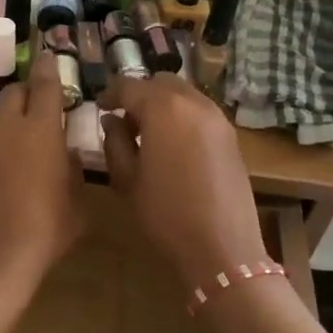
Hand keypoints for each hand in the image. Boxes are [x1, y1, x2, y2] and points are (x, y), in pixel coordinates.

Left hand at [0, 53, 85, 295]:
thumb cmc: (44, 231)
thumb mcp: (77, 204)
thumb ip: (73, 171)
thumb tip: (65, 156)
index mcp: (42, 129)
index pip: (46, 85)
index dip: (49, 68)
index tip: (49, 56)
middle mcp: (7, 129)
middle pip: (14, 93)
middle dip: (27, 93)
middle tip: (40, 109)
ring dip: (10, 130)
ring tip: (22, 158)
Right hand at [98, 72, 266, 289]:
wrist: (222, 249)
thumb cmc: (165, 215)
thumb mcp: (127, 180)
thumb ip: (115, 142)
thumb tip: (112, 121)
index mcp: (163, 108)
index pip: (129, 86)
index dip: (110, 93)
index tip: (100, 107)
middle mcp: (194, 103)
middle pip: (161, 82)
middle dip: (140, 94)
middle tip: (124, 119)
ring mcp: (218, 118)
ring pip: (184, 94)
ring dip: (164, 104)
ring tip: (149, 134)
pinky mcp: (232, 136)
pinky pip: (201, 112)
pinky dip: (183, 117)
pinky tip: (174, 146)